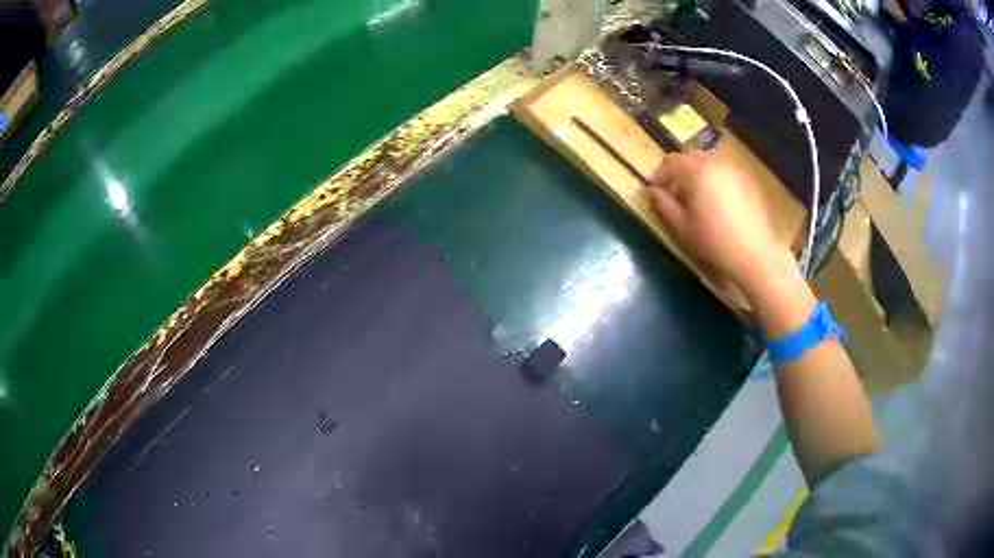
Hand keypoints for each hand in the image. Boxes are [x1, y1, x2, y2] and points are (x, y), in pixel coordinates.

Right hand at [647, 150, 792, 294]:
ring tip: (695, 191)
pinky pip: (725, 169)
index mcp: (697, 172)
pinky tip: (716, 197)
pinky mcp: (747, 181)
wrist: (754, 254)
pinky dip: (714, 175)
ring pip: (709, 159)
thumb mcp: (682, 228)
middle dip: (679, 167)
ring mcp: (734, 171)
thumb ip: (664, 205)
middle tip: (674, 188)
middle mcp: (715, 164)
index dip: (660, 173)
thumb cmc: (714, 242)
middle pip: (691, 154)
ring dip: (697, 169)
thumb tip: (653, 191)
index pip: (671, 161)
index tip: (656, 188)